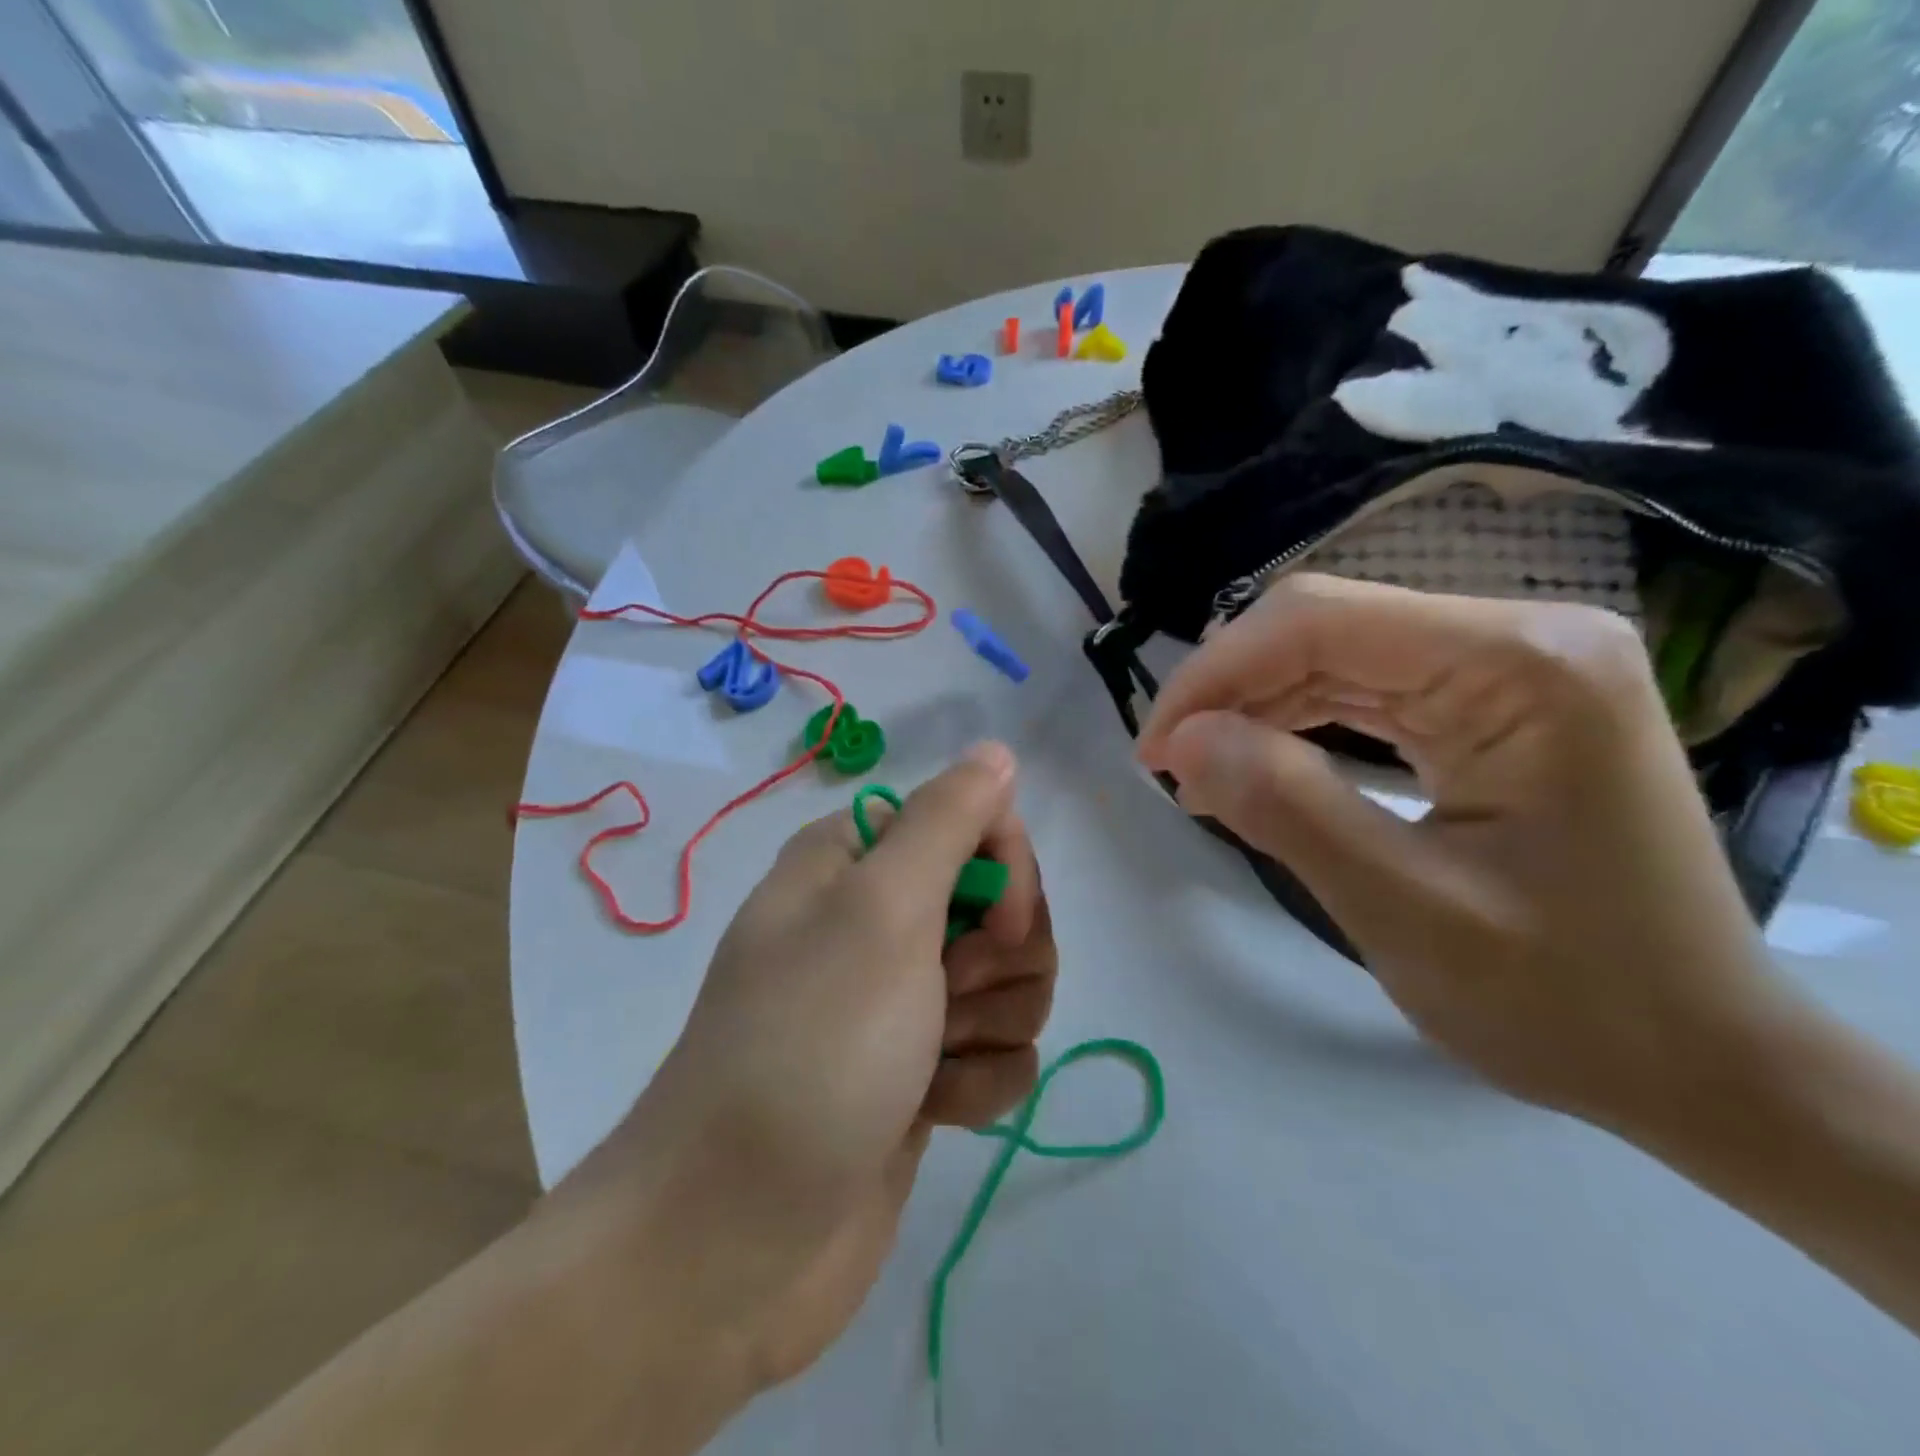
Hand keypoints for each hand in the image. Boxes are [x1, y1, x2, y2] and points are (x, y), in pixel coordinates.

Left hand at [566, 741, 1055, 1392]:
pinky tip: (932, 1112)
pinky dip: (977, 1083)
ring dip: (990, 1026)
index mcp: (858, 860)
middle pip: (1003, 905)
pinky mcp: (922, 1071)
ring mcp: (903, 999)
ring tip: (932, 1065)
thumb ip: (947, 821)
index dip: (1004, 868)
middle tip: (949, 997)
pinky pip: (998, 1052)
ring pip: (1011, 982)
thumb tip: (996, 751)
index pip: (972, 820)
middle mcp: (879, 919)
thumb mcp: (880, 911)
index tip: (995, 921)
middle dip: (1000, 958)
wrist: (733, 1241)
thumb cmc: (810, 1049)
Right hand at [1137, 573, 1792, 1133]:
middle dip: (1230, 690)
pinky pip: (1368, 688)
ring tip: (1200, 773)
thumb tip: (1179, 741)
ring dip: (1256, 706)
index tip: (1154, 750)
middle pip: (1326, 624)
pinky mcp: (1500, 699)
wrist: (1706, 1060)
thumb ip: (1287, 809)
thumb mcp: (1405, 911)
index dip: (1215, 673)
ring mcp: (1517, 664)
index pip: (1321, 621)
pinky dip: (1298, 722)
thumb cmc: (1572, 1001)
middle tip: (1169, 767)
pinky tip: (1258, 763)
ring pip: (1336, 651)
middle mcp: (1526, 637)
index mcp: (1527, 667)